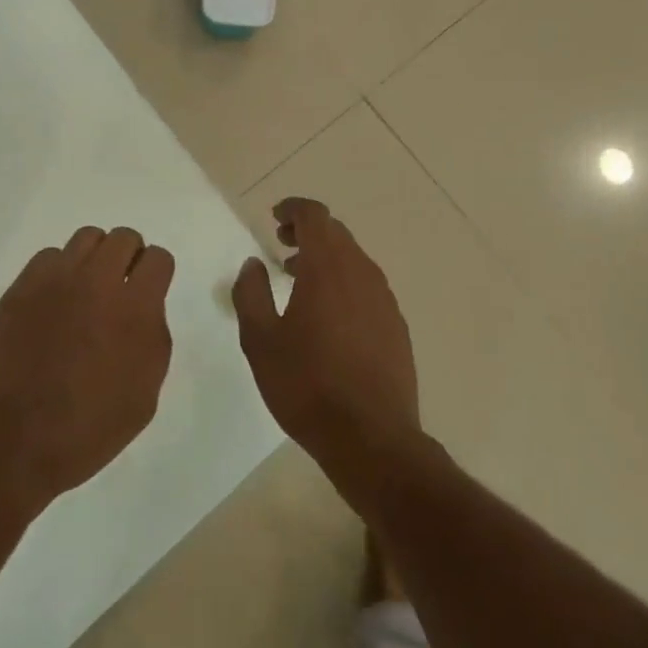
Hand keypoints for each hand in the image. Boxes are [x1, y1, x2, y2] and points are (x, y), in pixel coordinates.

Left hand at [0, 226, 173, 518]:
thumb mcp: (143, 399)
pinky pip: (50, 256)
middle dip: (128, 258)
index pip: (158, 258)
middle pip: (124, 237)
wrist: (6, 446)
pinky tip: (52, 303)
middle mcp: (98, 281)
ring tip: (85, 292)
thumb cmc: (83, 433)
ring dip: (94, 259)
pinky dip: (58, 271)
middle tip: (119, 290)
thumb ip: (153, 341)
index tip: (148, 293)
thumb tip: (144, 310)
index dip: (156, 274)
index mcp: (135, 310)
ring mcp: (55, 279)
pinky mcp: (21, 286)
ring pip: (87, 238)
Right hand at [231, 198, 420, 490]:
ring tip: (298, 280)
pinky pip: (367, 287)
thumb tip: (253, 265)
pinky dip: (344, 283)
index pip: (314, 216)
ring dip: (326, 258)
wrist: (372, 438)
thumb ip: (251, 294)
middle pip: (336, 234)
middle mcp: (361, 272)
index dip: (293, 209)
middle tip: (281, 246)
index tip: (275, 218)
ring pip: (354, 260)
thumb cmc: (307, 385)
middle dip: (307, 232)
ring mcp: (384, 299)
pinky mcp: (396, 325)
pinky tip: (329, 316)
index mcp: (327, 267)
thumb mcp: (260, 340)